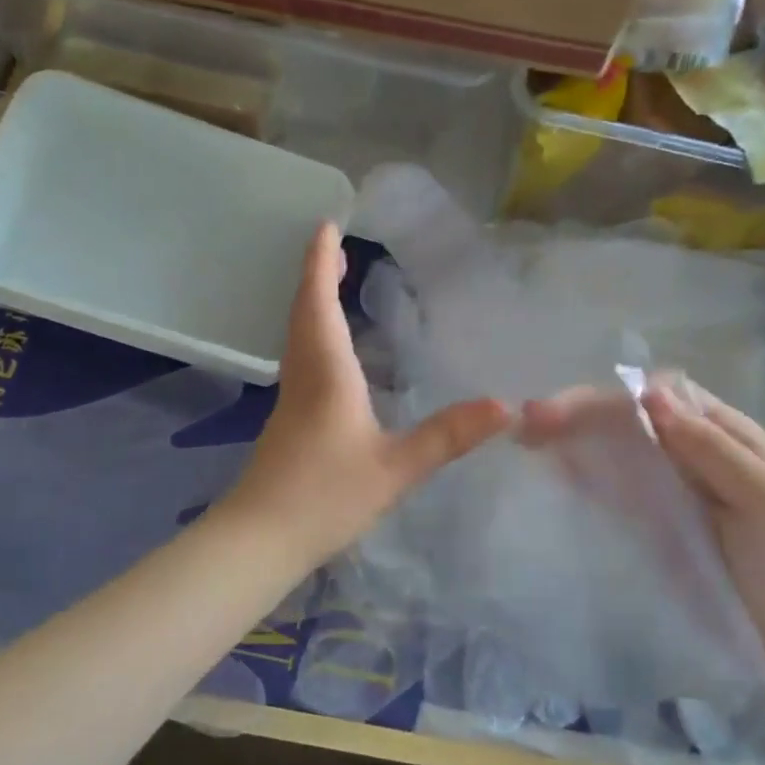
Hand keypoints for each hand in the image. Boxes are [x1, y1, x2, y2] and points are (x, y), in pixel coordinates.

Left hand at [221, 223, 511, 566]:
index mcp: (325, 372)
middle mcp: (302, 376)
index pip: (318, 302)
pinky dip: (315, 337)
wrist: (259, 540)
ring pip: (299, 336)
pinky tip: (333, 356)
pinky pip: (302, 361)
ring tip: (333, 287)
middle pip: (304, 312)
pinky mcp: (287, 424)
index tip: (326, 225)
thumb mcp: (395, 468)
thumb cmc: (325, 496)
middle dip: (317, 276)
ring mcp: (290, 401)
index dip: (320, 262)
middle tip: (334, 249)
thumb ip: (448, 436)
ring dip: (313, 304)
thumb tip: (505, 406)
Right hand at [522, 374, 764, 628]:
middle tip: (529, 423)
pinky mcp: (663, 524)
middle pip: (634, 418)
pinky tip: (560, 473)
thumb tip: (649, 395)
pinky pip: (623, 489)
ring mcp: (677, 489)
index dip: (614, 395)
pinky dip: (590, 475)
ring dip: (578, 439)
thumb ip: (711, 447)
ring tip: (530, 441)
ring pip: (622, 450)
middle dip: (582, 413)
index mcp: (728, 435)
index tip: (568, 408)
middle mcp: (697, 452)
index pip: (664, 395)